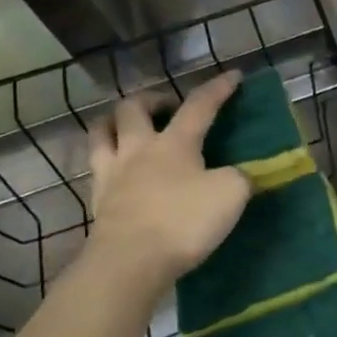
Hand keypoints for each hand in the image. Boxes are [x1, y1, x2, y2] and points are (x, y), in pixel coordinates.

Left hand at [83, 74, 250, 292]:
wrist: (131, 262)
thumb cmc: (183, 221)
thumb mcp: (230, 194)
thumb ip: (239, 177)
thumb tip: (237, 175)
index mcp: (175, 143)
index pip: (199, 106)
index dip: (218, 89)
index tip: (234, 75)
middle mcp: (138, 150)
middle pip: (133, 109)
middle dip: (151, 99)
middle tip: (167, 106)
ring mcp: (112, 175)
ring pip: (101, 133)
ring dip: (114, 123)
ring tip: (128, 128)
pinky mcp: (98, 203)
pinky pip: (97, 170)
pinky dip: (107, 161)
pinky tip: (120, 171)